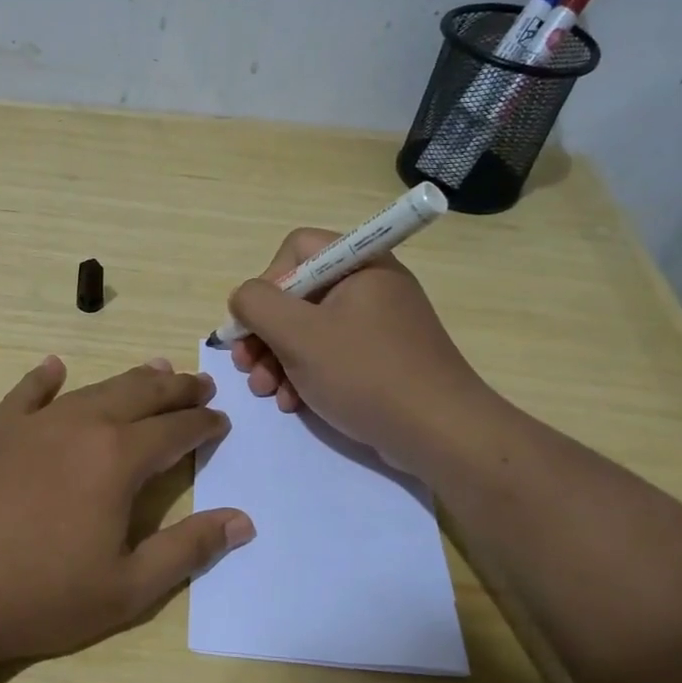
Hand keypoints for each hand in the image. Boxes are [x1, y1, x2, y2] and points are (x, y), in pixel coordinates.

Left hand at [0, 356, 253, 668]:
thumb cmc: (38, 596)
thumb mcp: (127, 589)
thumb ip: (187, 550)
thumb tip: (242, 521)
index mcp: (117, 459)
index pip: (175, 430)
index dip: (203, 424)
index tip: (221, 421)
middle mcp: (79, 426)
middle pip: (139, 395)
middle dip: (175, 388)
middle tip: (200, 384)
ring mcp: (31, 426)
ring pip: (92, 389)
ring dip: (128, 380)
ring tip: (154, 369)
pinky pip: (25, 395)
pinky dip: (44, 379)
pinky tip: (53, 367)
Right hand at [227, 229, 494, 472]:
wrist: (439, 432)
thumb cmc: (365, 373)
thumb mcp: (299, 335)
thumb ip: (257, 304)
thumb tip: (243, 298)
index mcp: (359, 264)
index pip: (296, 249)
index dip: (267, 283)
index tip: (256, 323)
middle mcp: (370, 285)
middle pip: (299, 293)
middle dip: (265, 332)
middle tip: (246, 366)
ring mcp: (378, 324)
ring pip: (310, 329)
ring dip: (278, 359)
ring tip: (266, 392)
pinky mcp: (381, 358)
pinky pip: (332, 355)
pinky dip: (305, 375)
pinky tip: (292, 403)